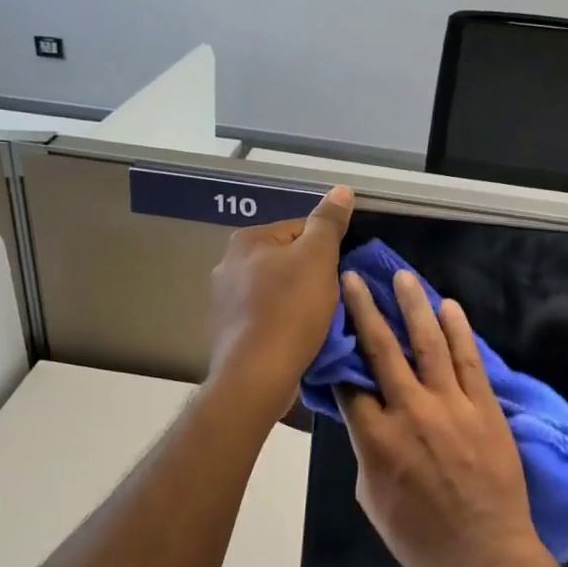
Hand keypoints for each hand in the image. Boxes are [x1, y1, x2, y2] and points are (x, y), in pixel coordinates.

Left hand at [206, 187, 352, 417]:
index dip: (328, 249)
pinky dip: (286, 323)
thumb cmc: (290, 310)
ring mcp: (226, 301)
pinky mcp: (231, 332)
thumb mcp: (318, 258)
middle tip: (335, 297)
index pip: (300, 229)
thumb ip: (329, 222)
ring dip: (301, 301)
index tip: (341, 273)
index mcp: (247, 240)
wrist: (257, 376)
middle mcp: (228, 265)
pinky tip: (300, 338)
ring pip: (279, 290)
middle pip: (288, 260)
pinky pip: (268, 317)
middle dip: (313, 276)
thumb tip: (341, 189)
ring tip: (321, 321)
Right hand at [337, 269, 548, 566]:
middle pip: (382, 349)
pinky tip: (448, 307)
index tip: (333, 332)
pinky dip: (458, 331)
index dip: (338, 356)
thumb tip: (366, 419)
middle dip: (365, 309)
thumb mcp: (372, 500)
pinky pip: (469, 360)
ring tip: (403, 277)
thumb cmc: (420, 540)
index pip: (350, 384)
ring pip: (428, 343)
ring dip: (413, 306)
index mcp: (375, 439)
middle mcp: (410, 411)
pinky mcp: (484, 406)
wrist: (486, 557)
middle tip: (354, 278)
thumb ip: (366, 452)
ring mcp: (451, 405)